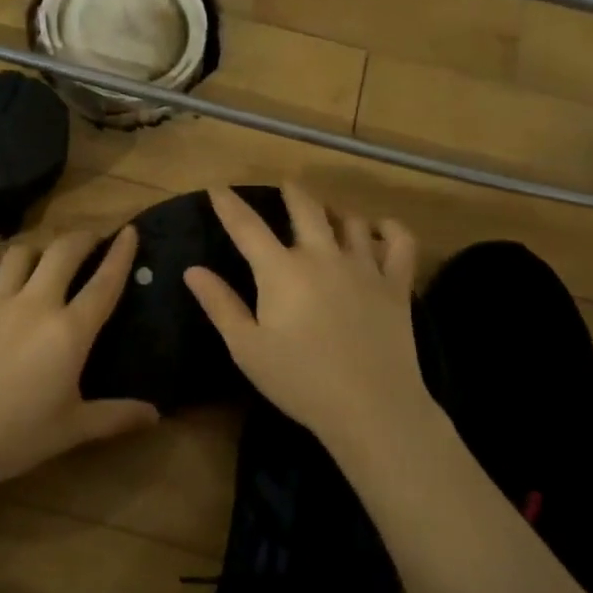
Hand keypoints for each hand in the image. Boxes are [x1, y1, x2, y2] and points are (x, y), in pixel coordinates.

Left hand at [0, 226, 158, 495]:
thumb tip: (156, 413)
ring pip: (20, 252)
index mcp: (69, 333)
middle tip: (90, 241)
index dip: (120, 253)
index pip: (104, 283)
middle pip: (63, 251)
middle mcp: (35, 305)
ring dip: (37, 248)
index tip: (129, 231)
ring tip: (43, 257)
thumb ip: (116, 416)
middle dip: (82, 238)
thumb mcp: (72, 430)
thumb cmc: (14, 438)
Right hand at [185, 184, 435, 459]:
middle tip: (285, 185)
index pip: (247, 226)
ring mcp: (364, 266)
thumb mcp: (247, 348)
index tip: (217, 187)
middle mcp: (322, 255)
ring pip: (351, 220)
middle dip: (291, 191)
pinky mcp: (396, 284)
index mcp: (282, 270)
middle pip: (305, 208)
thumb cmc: (300, 381)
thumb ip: (220, 304)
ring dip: (336, 210)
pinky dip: (390, 228)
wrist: (371, 407)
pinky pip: (399, 242)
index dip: (228, 204)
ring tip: (328, 212)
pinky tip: (380, 228)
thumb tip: (192, 270)